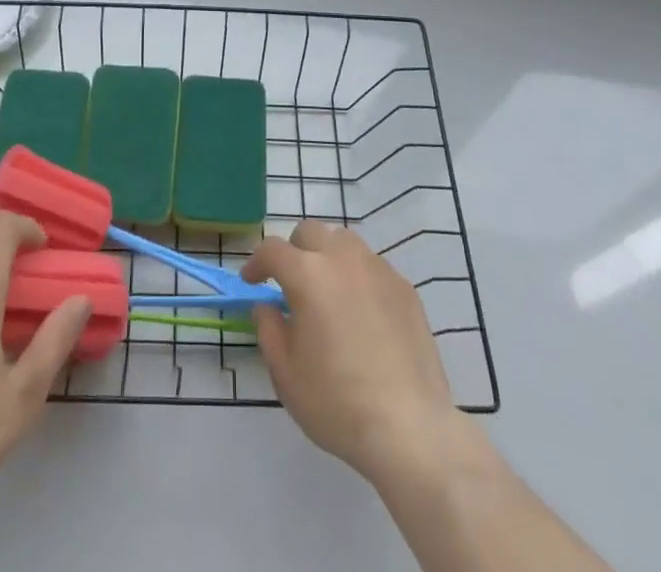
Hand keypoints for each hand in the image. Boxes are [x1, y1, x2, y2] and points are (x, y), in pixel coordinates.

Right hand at [242, 220, 459, 484]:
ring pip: (344, 241)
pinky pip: (372, 266)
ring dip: (327, 255)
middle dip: (294, 251)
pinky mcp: (405, 288)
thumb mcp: (285, 373)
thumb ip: (268, 329)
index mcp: (308, 275)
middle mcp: (342, 259)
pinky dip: (358, 276)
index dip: (257, 262)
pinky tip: (361, 311)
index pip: (273, 249)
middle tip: (291, 284)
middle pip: (310, 232)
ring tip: (328, 290)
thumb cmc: (337, 403)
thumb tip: (267, 306)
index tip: (251, 283)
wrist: (409, 428)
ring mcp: (378, 270)